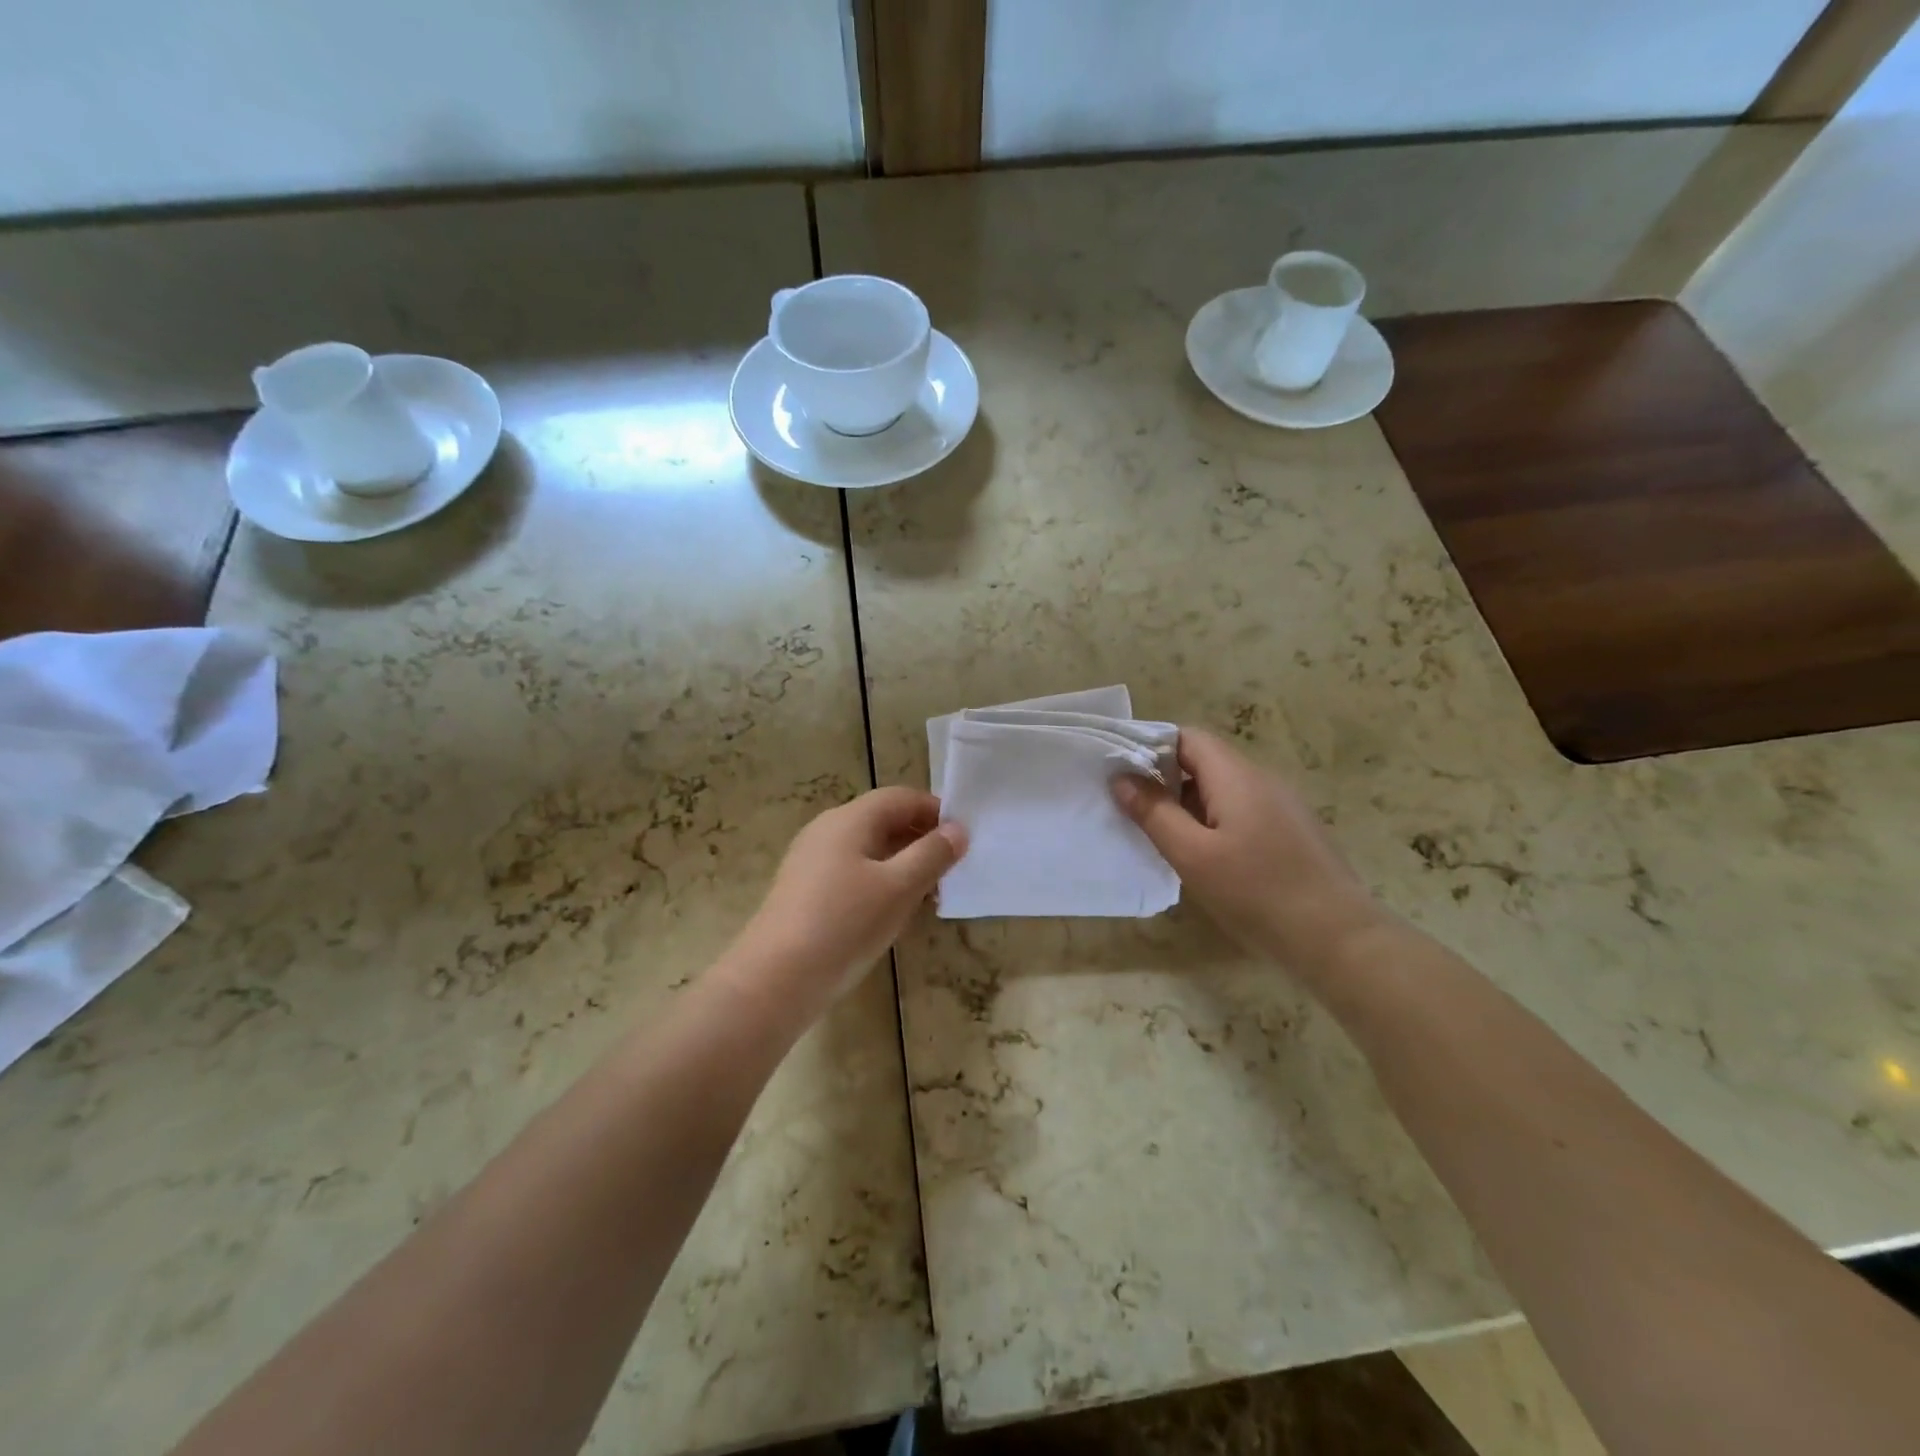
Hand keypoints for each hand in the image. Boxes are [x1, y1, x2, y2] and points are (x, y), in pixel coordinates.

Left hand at [727, 787, 966, 1022]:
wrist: (775, 980)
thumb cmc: (844, 925)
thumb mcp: (899, 888)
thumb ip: (932, 855)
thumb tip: (958, 830)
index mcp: (849, 819)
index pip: (901, 797)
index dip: (936, 811)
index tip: (964, 838)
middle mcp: (827, 830)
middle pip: (883, 820)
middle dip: (921, 839)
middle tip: (953, 869)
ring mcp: (812, 861)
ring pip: (869, 849)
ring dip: (903, 863)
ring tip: (930, 894)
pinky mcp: (806, 890)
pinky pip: (852, 872)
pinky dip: (880, 882)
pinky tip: (894, 912)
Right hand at [1112, 728, 1384, 977]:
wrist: (1338, 939)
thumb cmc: (1257, 892)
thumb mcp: (1193, 855)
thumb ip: (1154, 813)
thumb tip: (1122, 778)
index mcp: (1237, 776)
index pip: (1187, 737)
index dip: (1152, 748)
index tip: (1123, 775)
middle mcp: (1262, 780)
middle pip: (1205, 761)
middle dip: (1166, 779)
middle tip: (1135, 811)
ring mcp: (1282, 806)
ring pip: (1223, 789)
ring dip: (1189, 804)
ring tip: (1163, 837)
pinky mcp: (1291, 832)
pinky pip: (1242, 810)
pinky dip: (1214, 821)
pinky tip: (1205, 857)